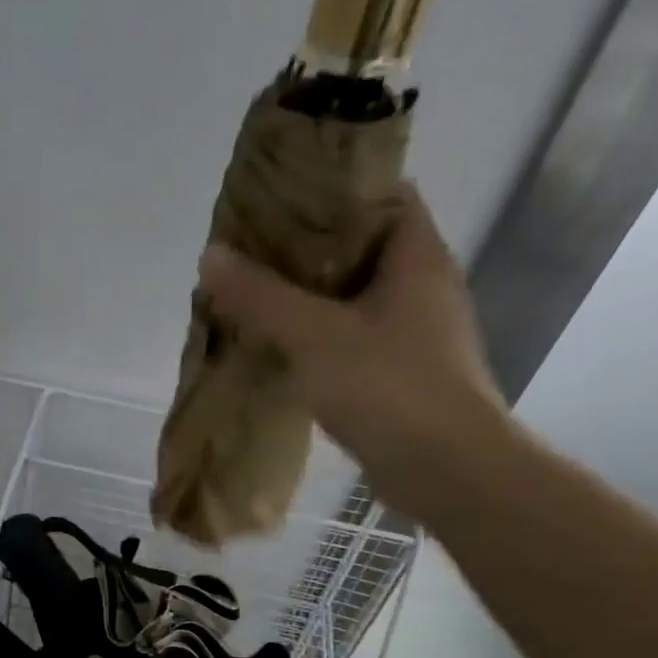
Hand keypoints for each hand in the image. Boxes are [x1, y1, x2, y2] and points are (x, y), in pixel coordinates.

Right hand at [200, 183, 510, 516]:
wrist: (446, 469)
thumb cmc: (388, 387)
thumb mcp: (315, 335)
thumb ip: (261, 296)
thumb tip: (211, 256)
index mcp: (417, 257)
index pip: (381, 194)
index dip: (331, 189)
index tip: (279, 197)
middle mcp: (422, 285)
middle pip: (361, 245)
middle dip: (306, 246)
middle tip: (251, 249)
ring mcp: (415, 331)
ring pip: (353, 295)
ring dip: (307, 294)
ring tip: (254, 293)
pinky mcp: (401, 371)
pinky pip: (351, 335)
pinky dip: (316, 333)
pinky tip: (278, 344)